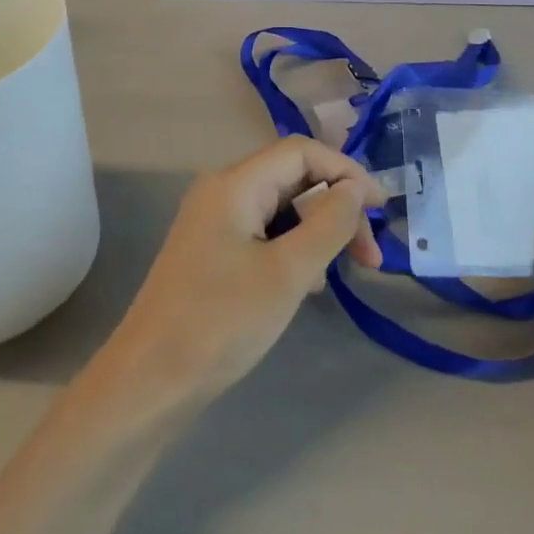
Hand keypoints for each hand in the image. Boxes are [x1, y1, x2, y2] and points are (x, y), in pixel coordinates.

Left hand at [100, 137, 386, 403]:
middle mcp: (223, 192)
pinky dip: (294, 250)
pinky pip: (265, 234)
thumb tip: (355, 190)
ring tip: (339, 275)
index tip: (382, 210)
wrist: (151, 381)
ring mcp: (215, 223)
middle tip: (371, 257)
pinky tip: (307, 285)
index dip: (346, 172)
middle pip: (293, 178)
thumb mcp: (287, 272)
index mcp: (234, 184)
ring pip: (282, 209)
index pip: (301, 152)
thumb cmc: (221, 322)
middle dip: (337, 209)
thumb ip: (328, 224)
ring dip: (318, 232)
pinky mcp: (214, 252)